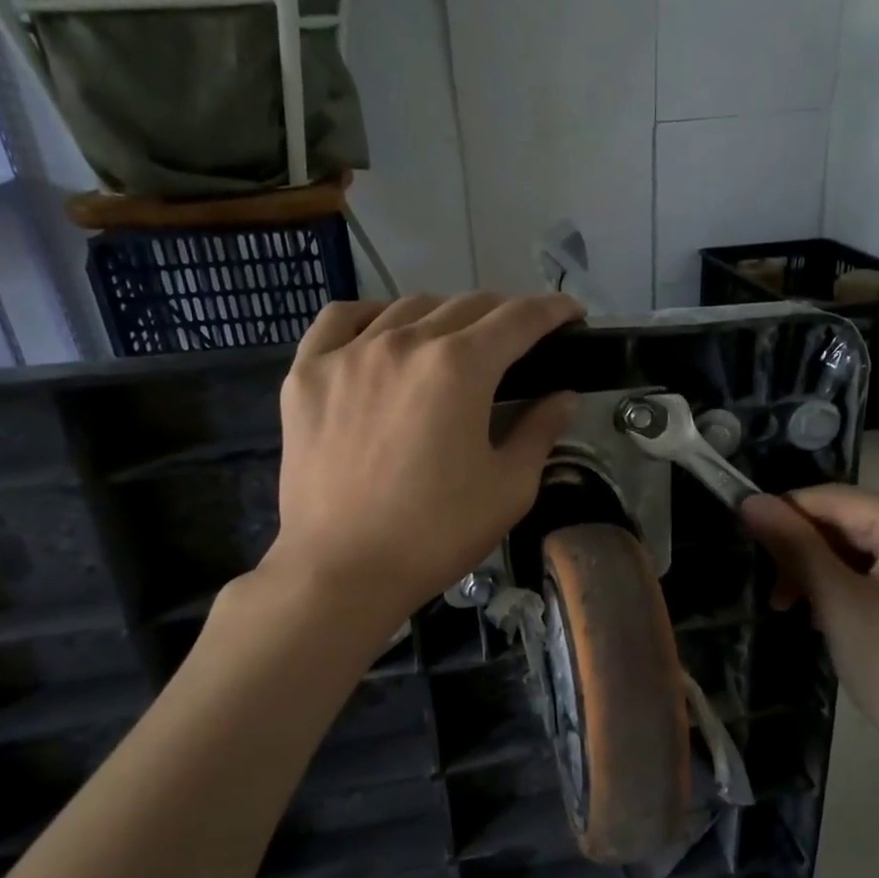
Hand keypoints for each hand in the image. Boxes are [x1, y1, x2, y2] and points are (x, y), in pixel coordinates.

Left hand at [266, 292, 582, 614]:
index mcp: (459, 368)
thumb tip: (563, 397)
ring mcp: (348, 353)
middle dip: (504, 315)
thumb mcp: (509, 489)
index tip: (571, 315)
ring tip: (456, 343)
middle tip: (519, 343)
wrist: (342, 571)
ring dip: (445, 317)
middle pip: (466, 306)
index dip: (553, 311)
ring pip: (407, 308)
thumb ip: (540, 431)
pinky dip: (371, 317)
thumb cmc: (436, 534)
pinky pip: (340, 319)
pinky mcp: (307, 374)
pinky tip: (383, 334)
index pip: (519, 319)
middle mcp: (404, 342)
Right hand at [741, 487, 878, 776]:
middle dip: (804, 550)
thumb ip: (794, 545)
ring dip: (823, 572)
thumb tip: (751, 501)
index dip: (785, 514)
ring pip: (865, 550)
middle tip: (776, 594)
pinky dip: (851, 586)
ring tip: (795, 610)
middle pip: (852, 522)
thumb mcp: (837, 601)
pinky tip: (829, 617)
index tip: (747, 543)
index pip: (834, 498)